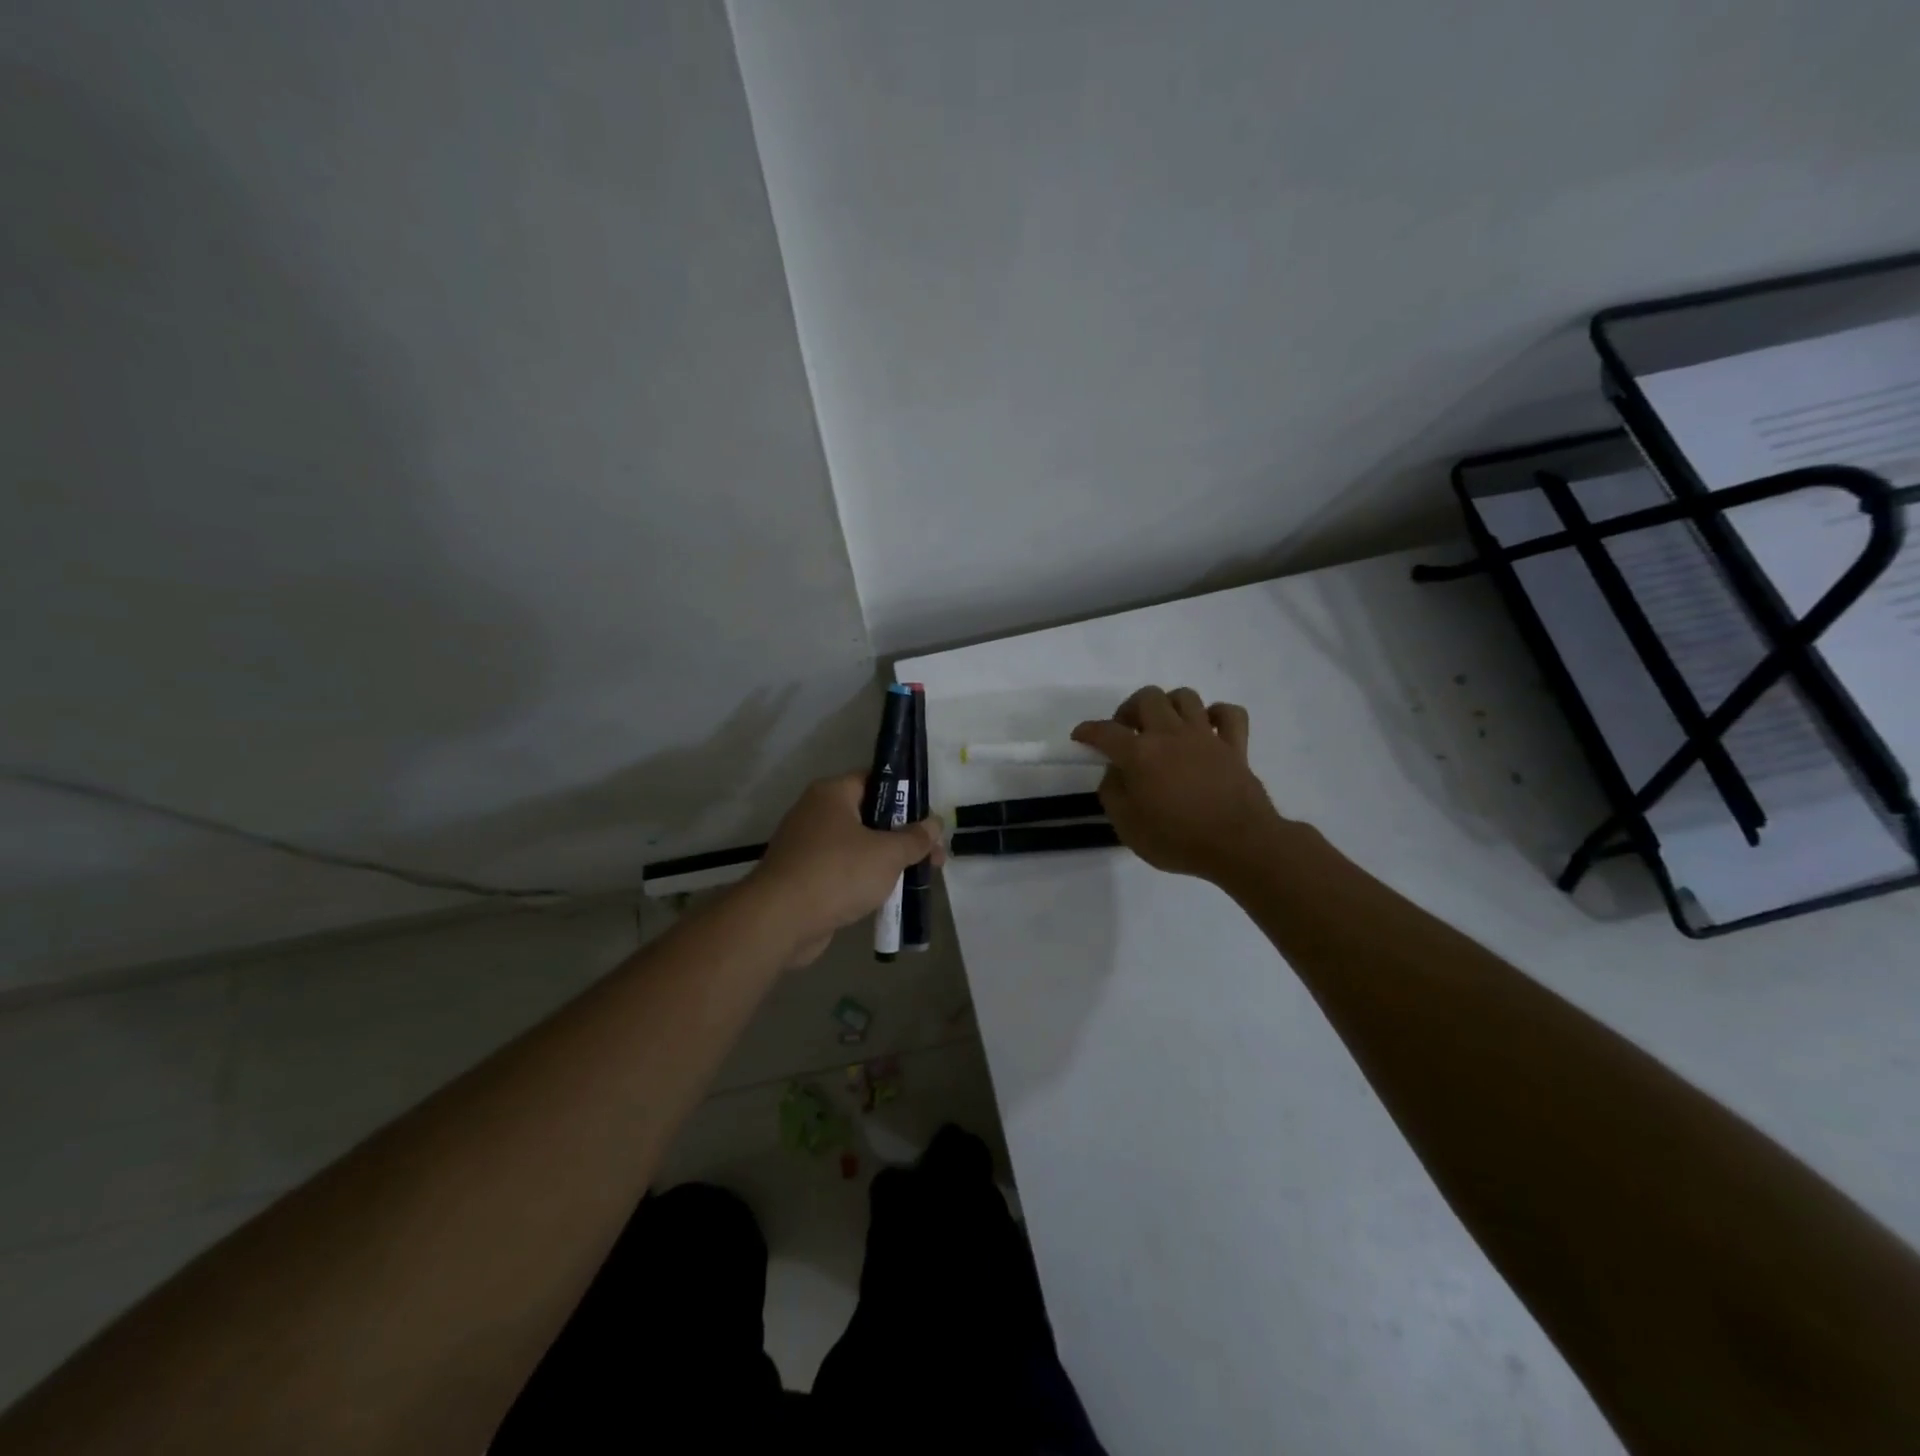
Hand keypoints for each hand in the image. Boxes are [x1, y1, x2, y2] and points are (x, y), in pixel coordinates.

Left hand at [747, 772, 943, 966]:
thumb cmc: (838, 873)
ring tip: (917, 878)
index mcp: (832, 794)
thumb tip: (934, 823)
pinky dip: (864, 880)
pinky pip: (842, 871)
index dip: (904, 795)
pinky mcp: (803, 877)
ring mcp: (806, 847)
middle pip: (868, 816)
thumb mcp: (888, 854)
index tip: (927, 817)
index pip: (874, 780)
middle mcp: (815, 813)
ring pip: (857, 846)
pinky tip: (888, 897)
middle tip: (932, 854)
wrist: (780, 920)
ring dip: (885, 861)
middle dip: (901, 835)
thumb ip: (914, 838)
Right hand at [1072, 686, 1288, 883]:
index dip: (1088, 731)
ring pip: (1185, 697)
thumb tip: (1114, 772)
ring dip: (1169, 705)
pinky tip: (1207, 727)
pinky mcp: (1235, 746)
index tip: (1080, 736)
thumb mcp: (1128, 827)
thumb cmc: (1178, 840)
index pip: (1105, 731)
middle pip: (1147, 697)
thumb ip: (1113, 794)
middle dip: (1130, 709)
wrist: (1239, 845)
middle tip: (1126, 731)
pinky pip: (1229, 714)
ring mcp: (1206, 736)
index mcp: (1140, 754)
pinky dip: (1217, 714)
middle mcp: (1170, 735)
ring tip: (1164, 726)